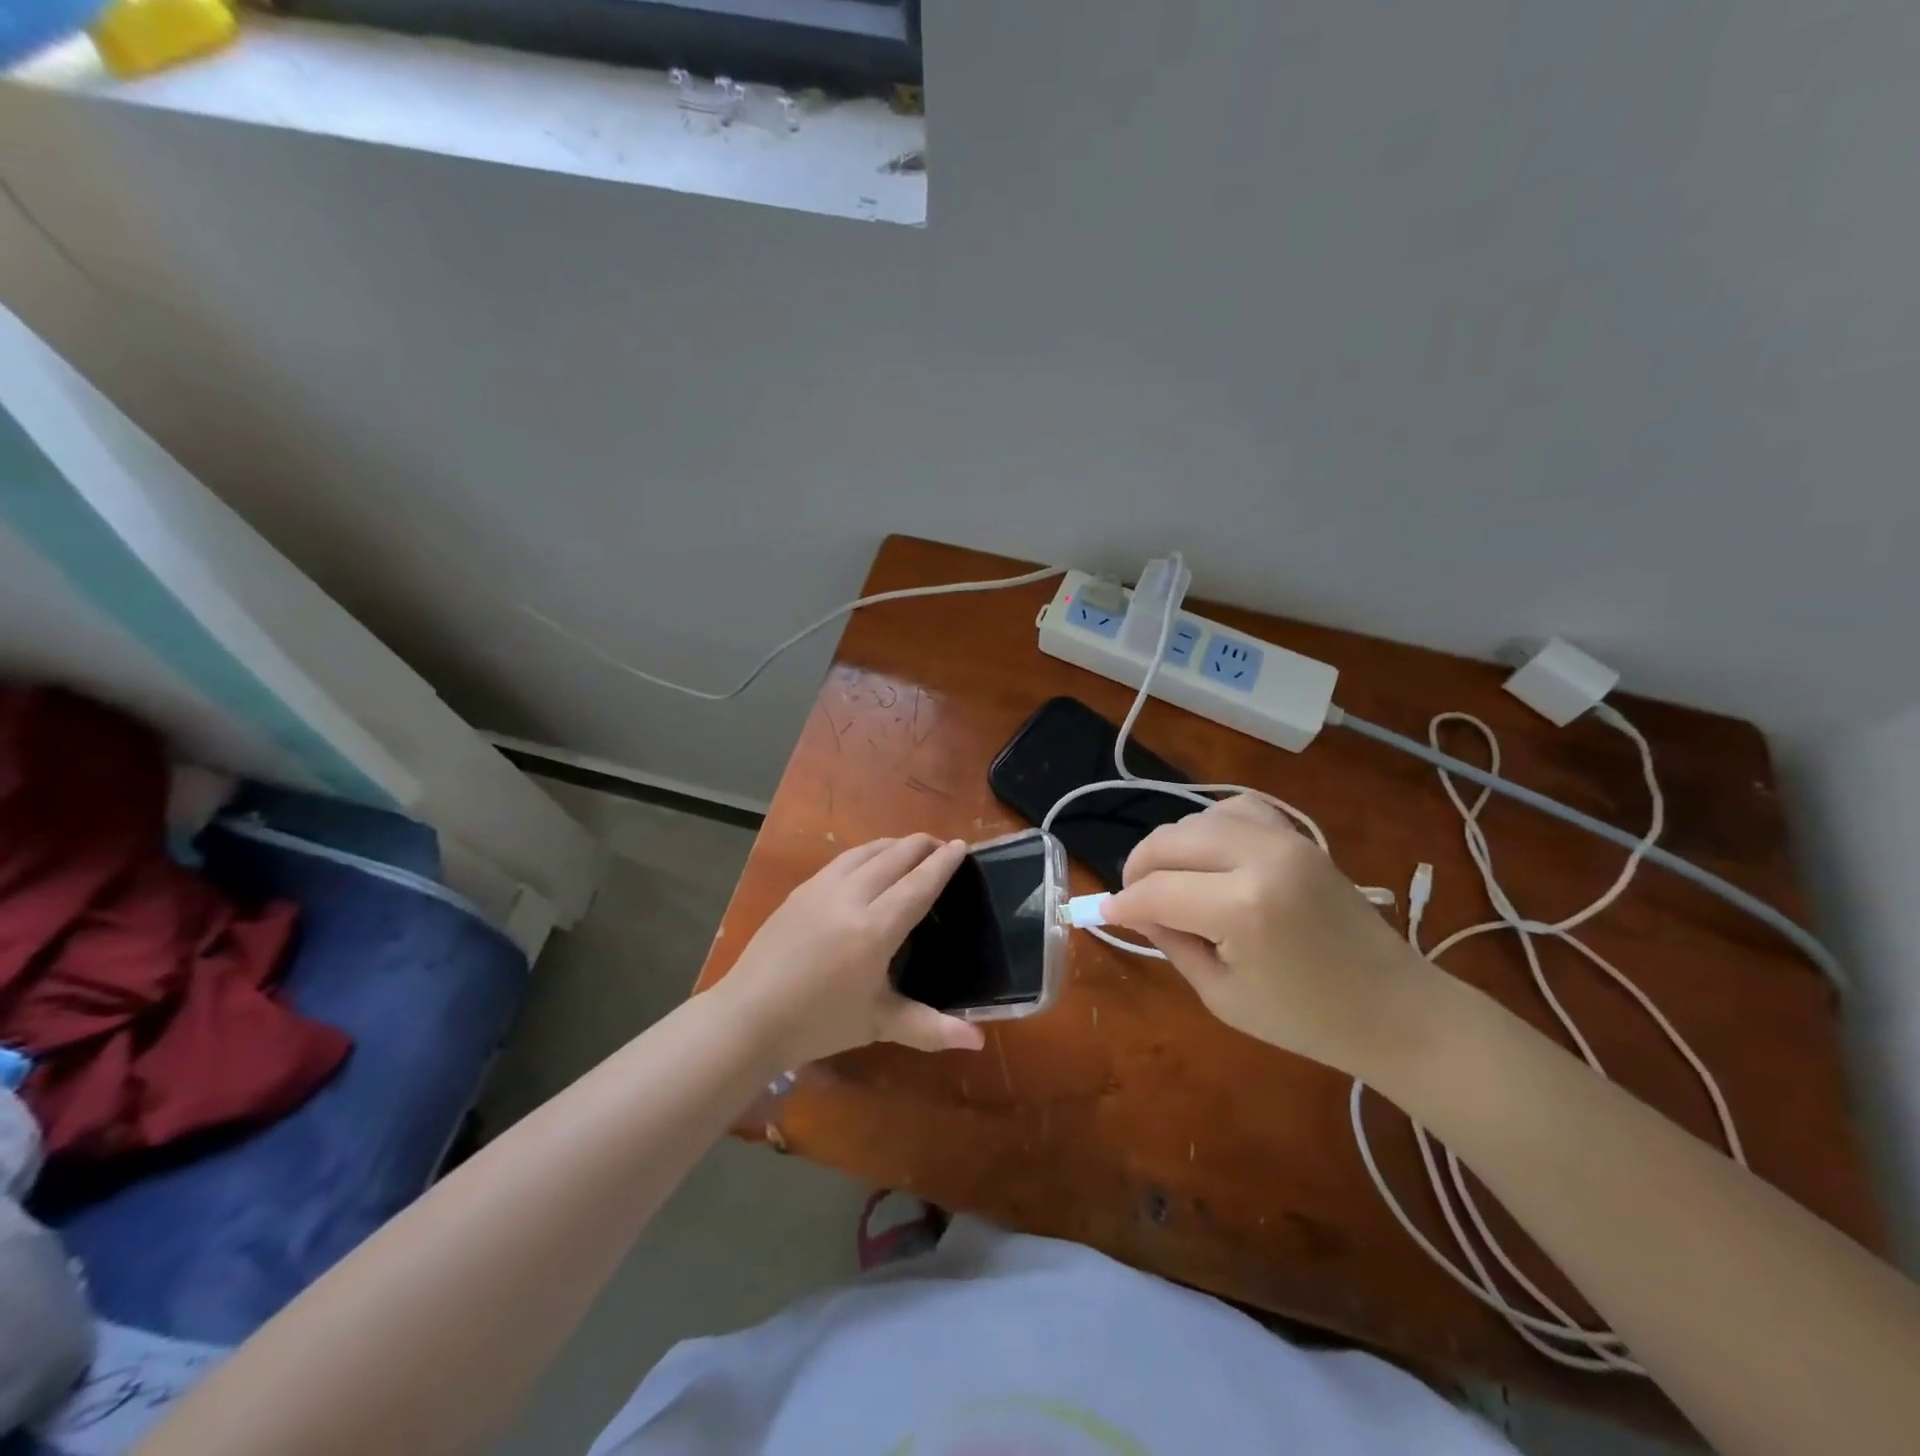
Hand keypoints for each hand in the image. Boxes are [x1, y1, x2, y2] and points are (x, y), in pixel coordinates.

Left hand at [715, 834, 986, 1068]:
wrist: (748, 1016)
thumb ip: (930, 1027)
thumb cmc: (818, 1023)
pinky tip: (868, 864)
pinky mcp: (801, 889)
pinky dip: (867, 853)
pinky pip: (843, 859)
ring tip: (909, 849)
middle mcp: (851, 897)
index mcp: (874, 928)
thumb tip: (978, 1041)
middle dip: (921, 845)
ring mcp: (821, 888)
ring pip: (866, 851)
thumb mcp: (878, 1024)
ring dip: (894, 844)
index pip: (918, 884)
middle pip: (894, 856)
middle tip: (941, 846)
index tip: (961, 846)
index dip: (942, 864)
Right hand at [1100, 795, 1439, 1076]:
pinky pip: (1237, 809)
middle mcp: (1260, 858)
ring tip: (1171, 879)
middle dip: (1139, 867)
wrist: (1396, 1009)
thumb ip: (1170, 941)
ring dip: (1173, 847)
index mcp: (1242, 907)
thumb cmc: (1306, 1019)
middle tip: (1134, 898)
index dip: (1123, 902)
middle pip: (1170, 841)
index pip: (1157, 890)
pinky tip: (1209, 855)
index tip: (1104, 913)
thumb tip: (1132, 910)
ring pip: (1197, 818)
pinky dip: (1210, 826)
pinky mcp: (1299, 836)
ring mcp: (1285, 839)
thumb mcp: (1221, 995)